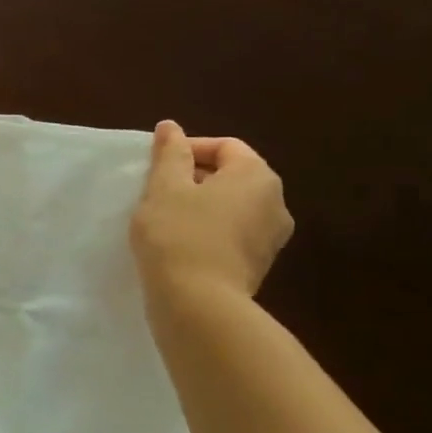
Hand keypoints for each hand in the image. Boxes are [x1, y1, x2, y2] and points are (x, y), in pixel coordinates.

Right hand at [130, 121, 292, 300]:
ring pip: (231, 207)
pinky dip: (208, 231)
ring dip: (200, 206)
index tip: (157, 166)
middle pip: (231, 176)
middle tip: (156, 190)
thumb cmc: (179, 234)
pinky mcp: (258, 266)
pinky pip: (232, 234)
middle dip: (193, 178)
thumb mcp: (165, 187)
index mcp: (257, 177)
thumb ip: (170, 153)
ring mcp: (271, 238)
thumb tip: (171, 127)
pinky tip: (179, 244)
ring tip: (164, 217)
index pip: (225, 146)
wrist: (198, 305)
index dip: (188, 149)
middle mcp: (275, 203)